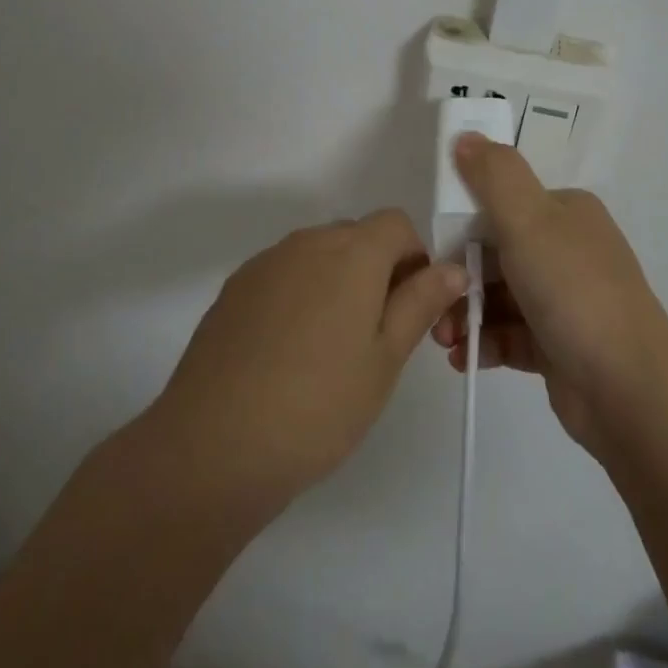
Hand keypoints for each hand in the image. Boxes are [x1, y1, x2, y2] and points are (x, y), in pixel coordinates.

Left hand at [152, 209, 466, 509]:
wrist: (214, 444)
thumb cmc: (319, 405)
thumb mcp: (385, 359)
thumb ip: (420, 302)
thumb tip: (453, 268)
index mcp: (352, 252)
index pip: (397, 223)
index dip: (414, 258)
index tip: (412, 308)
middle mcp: (307, 242)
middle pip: (356, 236)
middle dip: (377, 270)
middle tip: (377, 336)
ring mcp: (265, 263)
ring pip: (318, 255)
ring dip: (337, 282)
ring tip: (330, 350)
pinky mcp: (234, 288)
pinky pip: (283, 274)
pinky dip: (300, 295)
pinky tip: (288, 353)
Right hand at [432, 134, 667, 459]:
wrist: (630, 390)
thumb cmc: (574, 292)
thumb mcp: (529, 221)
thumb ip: (494, 176)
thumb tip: (465, 135)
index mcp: (565, 213)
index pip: (501, 205)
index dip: (462, 226)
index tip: (435, 254)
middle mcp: (567, 250)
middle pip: (495, 253)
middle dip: (460, 279)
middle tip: (433, 306)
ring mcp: (565, 299)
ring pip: (500, 297)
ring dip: (466, 315)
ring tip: (446, 342)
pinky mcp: (559, 345)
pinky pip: (510, 335)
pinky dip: (485, 343)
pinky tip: (465, 359)